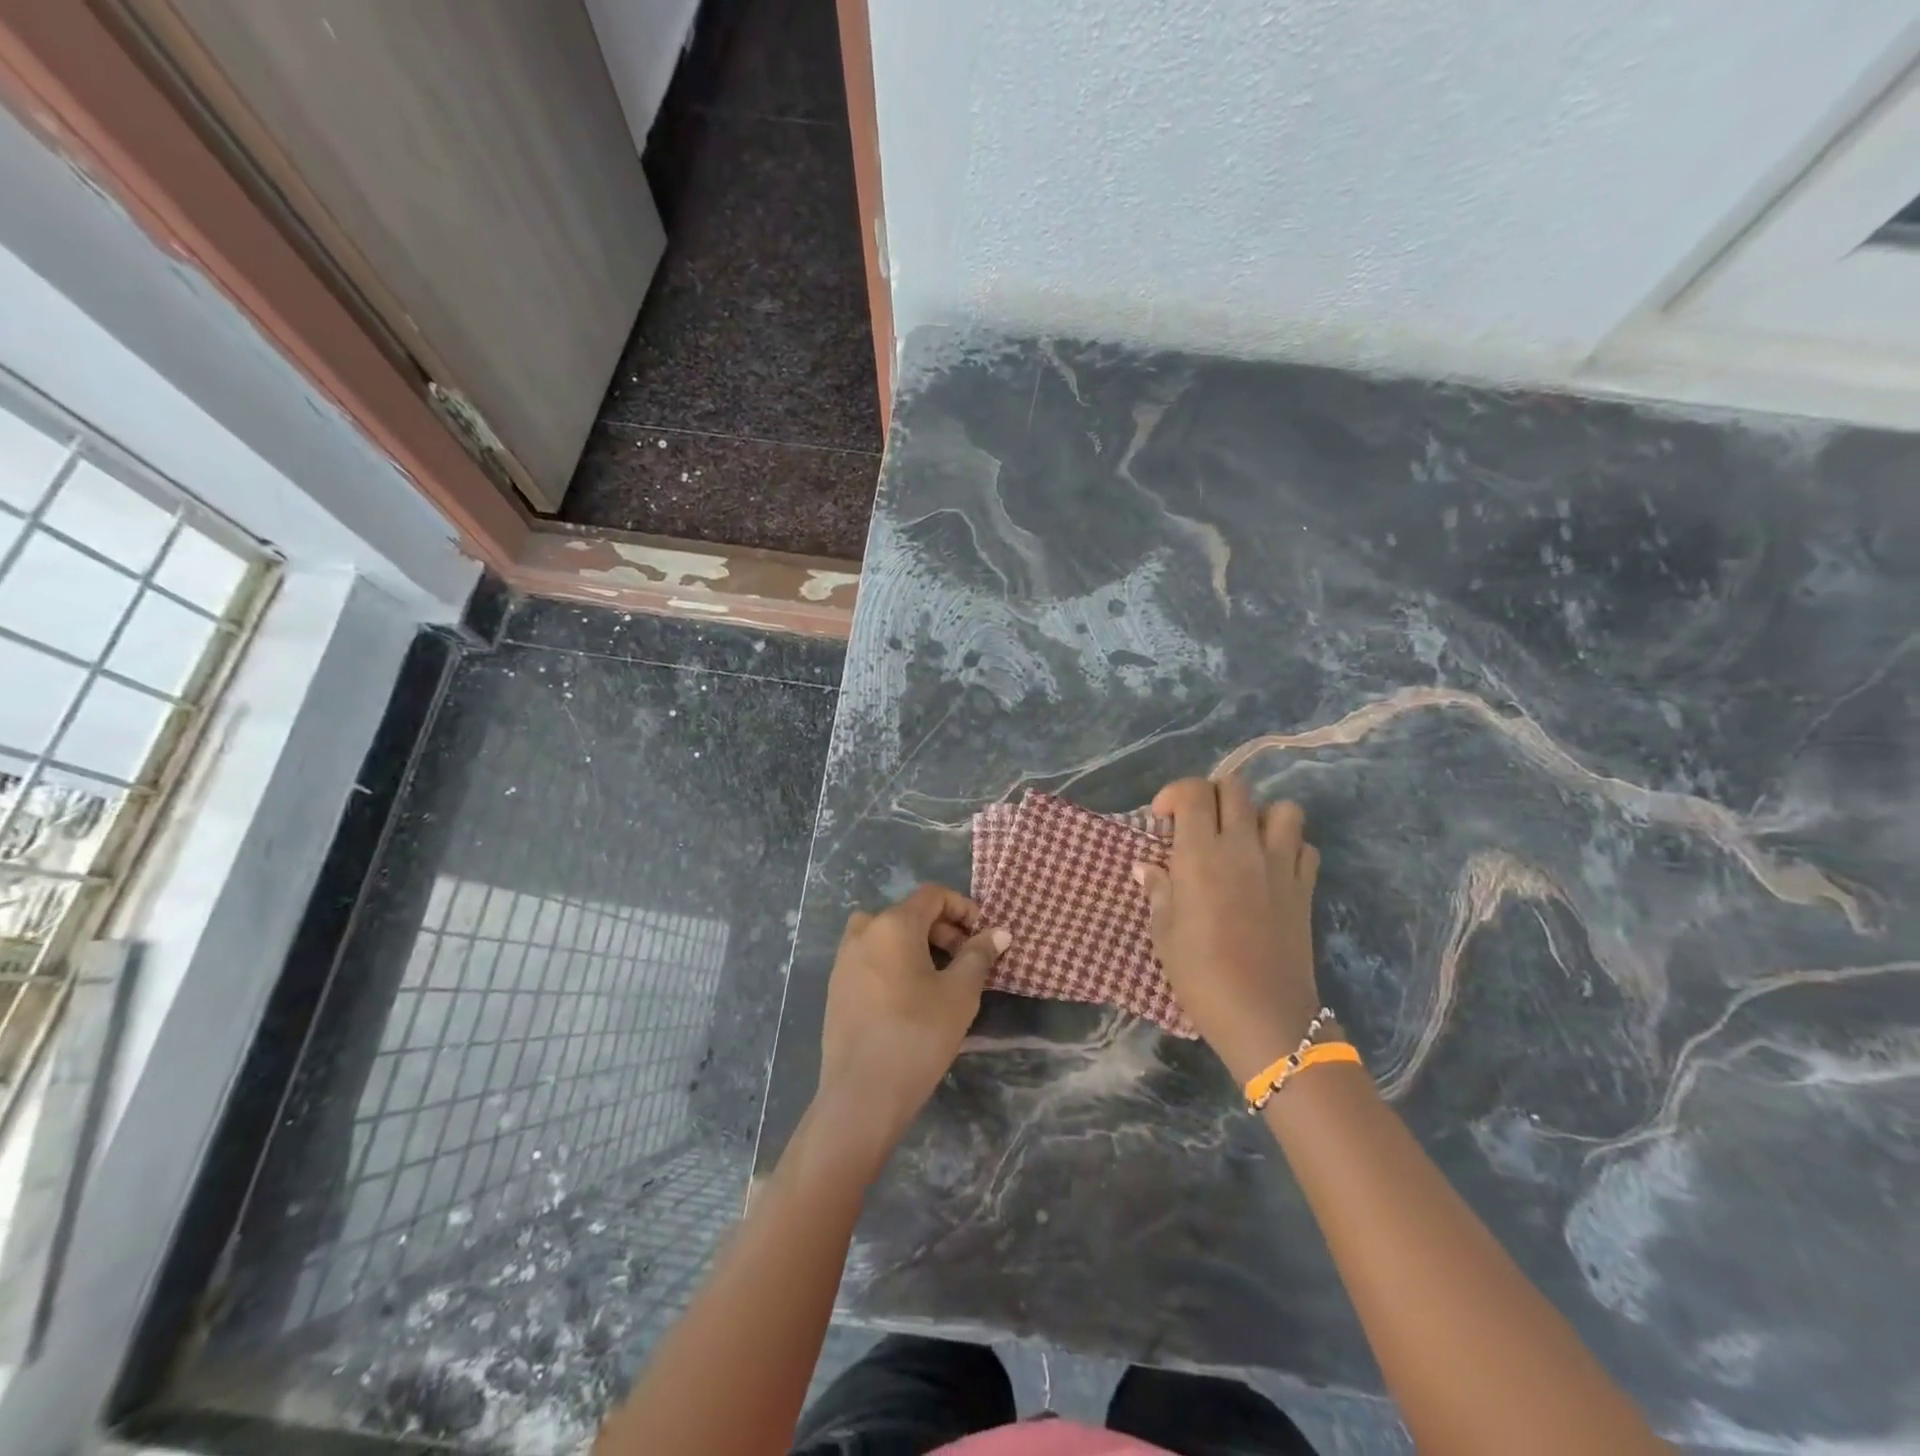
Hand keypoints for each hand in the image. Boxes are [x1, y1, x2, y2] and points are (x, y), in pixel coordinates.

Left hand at [813, 884, 1008, 1168]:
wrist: (862, 1094)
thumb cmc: (917, 1035)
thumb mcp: (959, 994)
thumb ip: (979, 956)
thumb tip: (999, 932)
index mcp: (893, 924)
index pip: (932, 895)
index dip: (962, 907)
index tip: (983, 935)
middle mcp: (864, 932)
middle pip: (910, 913)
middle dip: (944, 930)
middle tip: (968, 961)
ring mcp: (845, 959)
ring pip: (888, 936)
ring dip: (919, 946)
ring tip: (942, 979)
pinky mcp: (837, 987)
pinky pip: (872, 958)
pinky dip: (896, 962)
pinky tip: (912, 998)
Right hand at [1135, 776, 1323, 1084]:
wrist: (1263, 1015)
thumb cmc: (1201, 975)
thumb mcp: (1164, 933)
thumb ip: (1157, 891)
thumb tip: (1147, 867)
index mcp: (1200, 854)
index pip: (1194, 791)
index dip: (1175, 793)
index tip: (1164, 819)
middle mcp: (1242, 847)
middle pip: (1235, 787)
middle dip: (1213, 795)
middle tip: (1199, 824)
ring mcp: (1280, 865)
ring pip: (1282, 808)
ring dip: (1259, 815)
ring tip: (1242, 839)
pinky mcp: (1305, 887)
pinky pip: (1304, 846)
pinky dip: (1289, 846)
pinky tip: (1271, 867)